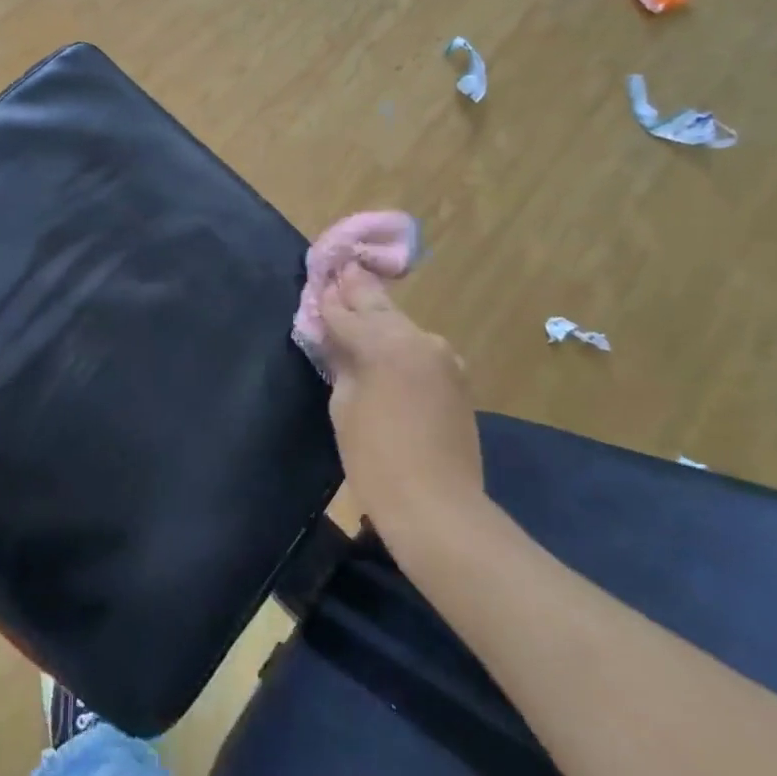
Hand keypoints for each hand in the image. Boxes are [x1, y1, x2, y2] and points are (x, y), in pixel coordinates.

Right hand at [319, 265, 486, 541]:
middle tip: (343, 269)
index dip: (329, 300)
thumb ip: (341, 363)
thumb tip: (336, 339)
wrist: (438, 506)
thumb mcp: (344, 407)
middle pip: (379, 308)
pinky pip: (420, 348)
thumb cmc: (376, 460)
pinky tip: (387, 343)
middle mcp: (418, 339)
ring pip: (402, 326)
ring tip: (360, 304)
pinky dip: (400, 342)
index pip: (346, 313)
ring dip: (381, 316)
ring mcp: (442, 357)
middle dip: (358, 291)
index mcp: (384, 343)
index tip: (320, 281)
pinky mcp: (456, 376)